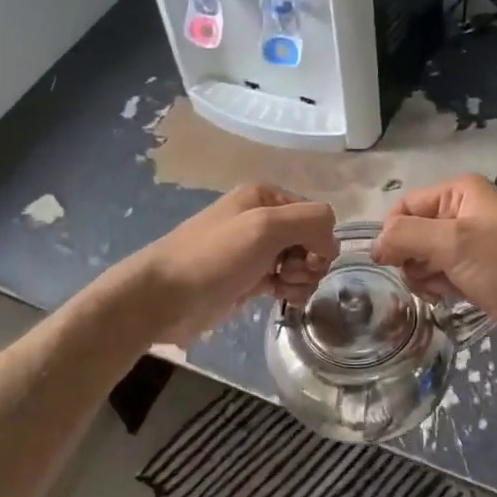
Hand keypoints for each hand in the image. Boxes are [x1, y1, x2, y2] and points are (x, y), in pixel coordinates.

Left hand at [120, 184, 338, 344]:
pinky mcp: (249, 279)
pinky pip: (285, 281)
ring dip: (303, 278)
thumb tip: (331, 241)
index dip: (320, 239)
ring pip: (301, 263)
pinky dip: (291, 289)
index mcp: (265, 196)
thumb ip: (311, 221)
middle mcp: (261, 219)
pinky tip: (283, 299)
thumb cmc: (215, 256)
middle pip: (311, 239)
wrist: (165, 297)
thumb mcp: (266, 226)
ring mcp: (254, 251)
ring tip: (284, 289)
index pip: (316, 214)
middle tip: (291, 275)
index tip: (309, 259)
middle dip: (312, 261)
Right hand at [370, 175, 496, 344]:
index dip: (393, 234)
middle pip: (410, 234)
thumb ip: (406, 236)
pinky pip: (438, 276)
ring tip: (440, 288)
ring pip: (421, 258)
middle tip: (427, 275)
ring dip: (422, 276)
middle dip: (410, 258)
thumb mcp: (453, 242)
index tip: (393, 261)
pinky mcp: (473, 274)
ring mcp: (467, 246)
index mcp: (457, 193)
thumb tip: (373, 246)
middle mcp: (459, 214)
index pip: (404, 208)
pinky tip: (447, 297)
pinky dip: (436, 287)